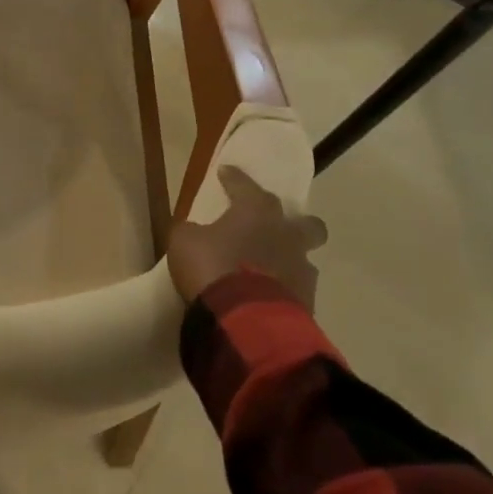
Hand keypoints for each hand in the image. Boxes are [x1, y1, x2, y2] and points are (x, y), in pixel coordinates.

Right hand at [166, 166, 327, 306]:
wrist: (245, 320)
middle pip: (306, 222)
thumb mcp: (184, 242)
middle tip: (276, 229)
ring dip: (290, 261)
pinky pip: (298, 290)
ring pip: (305, 259)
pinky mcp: (308, 304)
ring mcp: (302, 270)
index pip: (246, 186)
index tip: (226, 173)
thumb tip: (195, 231)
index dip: (234, 179)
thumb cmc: (212, 268)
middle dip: (295, 223)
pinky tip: (269, 297)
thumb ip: (192, 231)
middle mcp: (286, 235)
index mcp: (257, 212)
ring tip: (271, 271)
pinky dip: (285, 291)